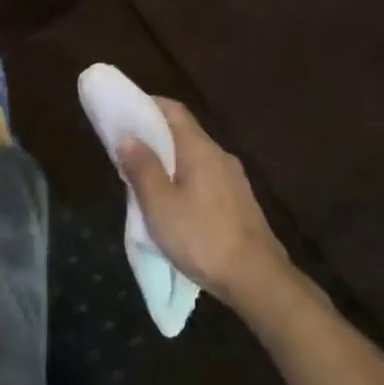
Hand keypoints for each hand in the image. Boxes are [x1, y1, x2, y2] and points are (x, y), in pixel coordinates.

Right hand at [117, 99, 291, 312]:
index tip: (125, 111)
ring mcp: (233, 178)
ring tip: (146, 179)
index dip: (148, 105)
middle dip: (155, 136)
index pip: (174, 110)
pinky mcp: (240, 201)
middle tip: (129, 150)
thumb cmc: (202, 237)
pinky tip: (175, 203)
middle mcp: (219, 155)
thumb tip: (127, 138)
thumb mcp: (160, 205)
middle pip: (184, 132)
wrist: (258, 279)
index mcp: (199, 148)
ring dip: (170, 161)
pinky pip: (206, 177)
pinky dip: (186, 179)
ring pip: (195, 157)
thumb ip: (142, 168)